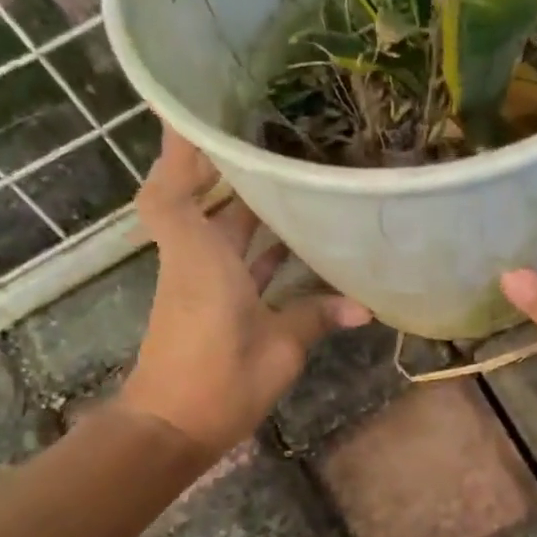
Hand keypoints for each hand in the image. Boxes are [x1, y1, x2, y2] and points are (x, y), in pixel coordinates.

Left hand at [119, 133, 371, 455]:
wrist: (171, 428)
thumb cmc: (219, 378)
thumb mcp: (279, 347)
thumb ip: (317, 317)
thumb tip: (365, 307)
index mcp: (202, 258)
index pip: (175, 189)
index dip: (179, 148)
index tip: (195, 108)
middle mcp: (195, 260)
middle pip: (202, 200)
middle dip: (228, 167)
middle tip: (269, 133)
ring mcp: (201, 282)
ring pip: (222, 231)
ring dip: (248, 206)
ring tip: (291, 175)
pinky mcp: (211, 304)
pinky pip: (234, 260)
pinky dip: (259, 247)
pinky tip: (295, 239)